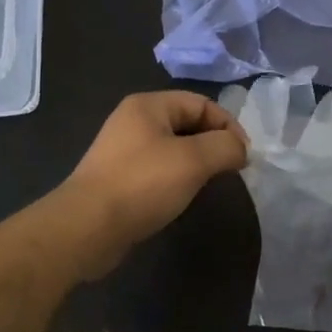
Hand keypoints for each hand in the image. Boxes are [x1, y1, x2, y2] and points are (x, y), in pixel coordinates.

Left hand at [55, 91, 248, 278]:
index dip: (228, 125)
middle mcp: (134, 121)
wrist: (87, 227)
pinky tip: (183, 197)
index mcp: (148, 106)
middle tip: (232, 170)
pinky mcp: (119, 178)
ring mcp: (124, 150)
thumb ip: (225, 147)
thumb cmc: (142, 184)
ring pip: (174, 148)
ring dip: (197, 163)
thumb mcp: (193, 160)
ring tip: (211, 184)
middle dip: (214, 144)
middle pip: (188, 123)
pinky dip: (177, 178)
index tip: (245, 156)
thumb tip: (241, 149)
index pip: (201, 103)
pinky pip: (159, 169)